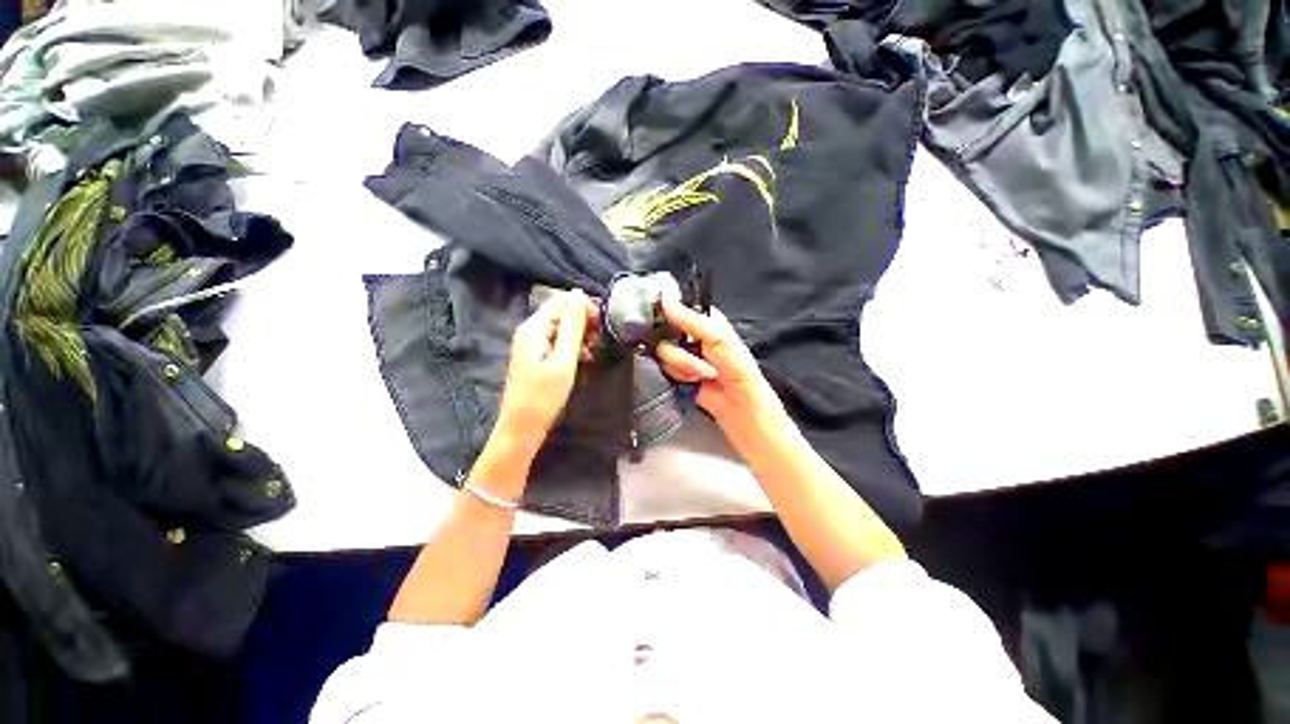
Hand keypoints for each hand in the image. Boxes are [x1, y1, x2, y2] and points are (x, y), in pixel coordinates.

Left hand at [496, 289, 595, 448]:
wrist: (522, 428)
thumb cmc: (543, 396)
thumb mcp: (563, 361)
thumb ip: (572, 327)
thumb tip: (579, 294)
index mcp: (534, 328)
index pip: (562, 300)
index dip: (584, 307)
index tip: (603, 324)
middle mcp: (530, 330)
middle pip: (561, 312)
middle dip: (584, 321)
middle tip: (602, 339)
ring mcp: (532, 344)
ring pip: (562, 327)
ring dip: (581, 334)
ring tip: (596, 349)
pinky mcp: (537, 356)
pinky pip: (558, 341)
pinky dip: (574, 345)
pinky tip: (585, 357)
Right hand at [655, 297, 786, 448]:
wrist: (737, 404)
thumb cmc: (735, 367)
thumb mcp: (717, 337)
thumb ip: (689, 319)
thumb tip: (665, 299)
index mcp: (703, 318)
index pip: (675, 306)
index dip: (667, 313)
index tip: (667, 324)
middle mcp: (690, 334)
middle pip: (665, 331)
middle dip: (680, 350)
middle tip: (698, 357)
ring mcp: (682, 353)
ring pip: (664, 352)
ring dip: (683, 366)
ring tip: (703, 374)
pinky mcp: (676, 371)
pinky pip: (664, 368)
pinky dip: (678, 375)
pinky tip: (692, 381)